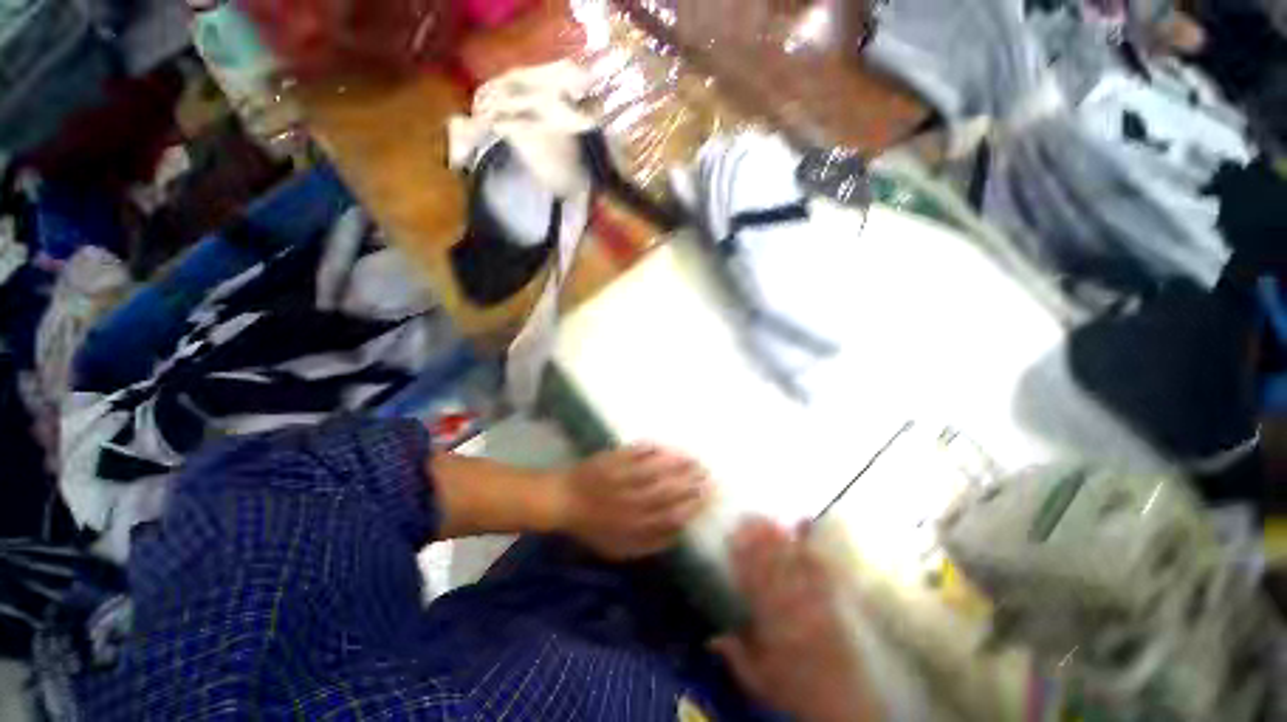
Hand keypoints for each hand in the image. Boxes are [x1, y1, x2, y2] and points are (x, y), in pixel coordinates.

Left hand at [554, 445, 709, 560]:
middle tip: (707, 474)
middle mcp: (630, 503)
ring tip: (694, 459)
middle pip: (667, 492)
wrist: (563, 501)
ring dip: (677, 464)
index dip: (693, 506)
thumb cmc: (592, 526)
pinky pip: (635, 453)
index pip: (671, 516)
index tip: (708, 496)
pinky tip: (665, 446)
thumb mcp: (620, 548)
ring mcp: (621, 479)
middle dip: (690, 483)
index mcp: (634, 527)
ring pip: (655, 471)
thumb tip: (680, 532)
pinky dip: (651, 449)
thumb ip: (650, 543)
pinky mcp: (612, 460)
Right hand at [711, 518, 880, 721]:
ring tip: (768, 518)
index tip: (731, 535)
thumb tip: (709, 639)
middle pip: (771, 565)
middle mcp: (789, 605)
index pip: (751, 581)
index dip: (741, 556)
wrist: (841, 701)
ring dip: (779, 538)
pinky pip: (818, 568)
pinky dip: (810, 547)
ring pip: (791, 562)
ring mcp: (811, 599)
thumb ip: (734, 655)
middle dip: (758, 539)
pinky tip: (805, 528)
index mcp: (770, 623)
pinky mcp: (828, 599)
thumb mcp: (758, 680)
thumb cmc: (795, 688)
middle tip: (747, 516)